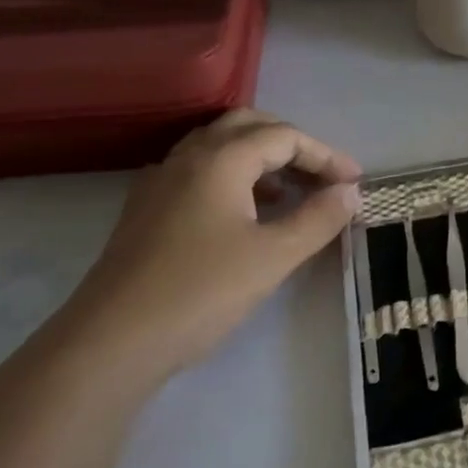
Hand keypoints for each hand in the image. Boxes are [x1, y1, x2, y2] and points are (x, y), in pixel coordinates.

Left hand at [49, 111, 362, 377]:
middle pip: (248, 126)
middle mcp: (187, 157)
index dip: (325, 155)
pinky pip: (200, 171)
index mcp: (220, 159)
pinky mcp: (148, 209)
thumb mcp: (274, 256)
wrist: (112, 341)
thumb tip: (349, 192)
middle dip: (292, 144)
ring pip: (220, 147)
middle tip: (323, 175)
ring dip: (262, 158)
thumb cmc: (201, 291)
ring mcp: (161, 182)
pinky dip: (235, 176)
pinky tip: (248, 213)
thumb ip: (318, 218)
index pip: (284, 136)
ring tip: (292, 192)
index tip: (354, 183)